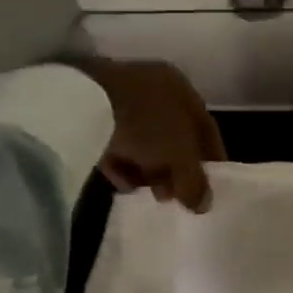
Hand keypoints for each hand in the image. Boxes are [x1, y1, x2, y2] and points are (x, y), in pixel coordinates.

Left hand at [72, 56, 225, 211]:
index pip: (205, 127)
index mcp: (181, 87)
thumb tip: (204, 205)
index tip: (209, 189)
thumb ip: (195, 182)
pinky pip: (114, 140)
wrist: (82, 104)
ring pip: (144, 139)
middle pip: (173, 134)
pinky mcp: (91, 110)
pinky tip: (122, 184)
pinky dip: (121, 162)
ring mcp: (120, 96)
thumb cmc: (146, 124)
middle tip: (172, 196)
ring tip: (147, 194)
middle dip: (175, 168)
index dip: (211, 160)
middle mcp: (154, 86)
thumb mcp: (179, 156)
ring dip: (148, 168)